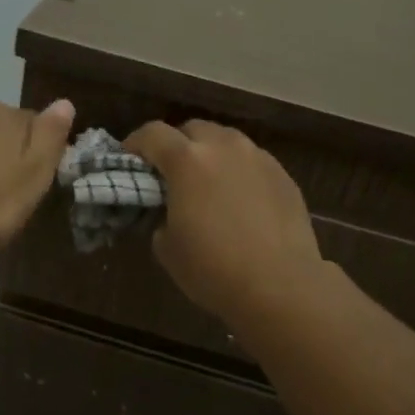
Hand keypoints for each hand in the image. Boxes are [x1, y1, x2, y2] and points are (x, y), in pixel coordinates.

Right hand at [125, 119, 327, 327]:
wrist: (280, 286)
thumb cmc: (213, 269)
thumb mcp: (166, 247)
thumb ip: (161, 216)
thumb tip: (169, 211)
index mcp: (187, 160)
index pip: (152, 133)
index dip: (135, 144)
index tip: (131, 161)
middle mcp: (224, 146)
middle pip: (192, 129)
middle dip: (177, 145)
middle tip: (171, 174)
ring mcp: (258, 157)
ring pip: (226, 140)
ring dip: (210, 154)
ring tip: (208, 184)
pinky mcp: (283, 175)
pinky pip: (252, 161)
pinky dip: (238, 171)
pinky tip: (240, 200)